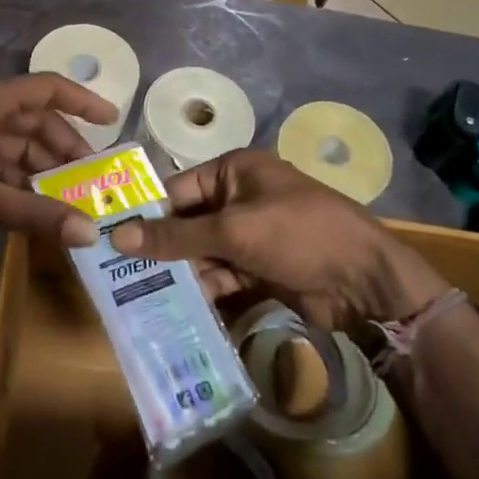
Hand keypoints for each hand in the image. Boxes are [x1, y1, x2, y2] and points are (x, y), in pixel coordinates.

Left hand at [0, 75, 117, 247]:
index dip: (83, 101)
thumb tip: (91, 233)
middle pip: (37, 123)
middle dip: (68, 150)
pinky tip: (41, 210)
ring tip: (77, 200)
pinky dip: (23, 187)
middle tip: (97, 180)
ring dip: (46, 172)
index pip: (48, 90)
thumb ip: (36, 215)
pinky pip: (1, 170)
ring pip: (20, 149)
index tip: (113, 121)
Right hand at [108, 150, 450, 337]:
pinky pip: (221, 275)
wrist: (367, 283)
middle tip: (118, 272)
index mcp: (235, 171)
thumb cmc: (299, 234)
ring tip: (138, 295)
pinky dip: (203, 289)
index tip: (110, 238)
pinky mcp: (260, 267)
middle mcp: (239, 198)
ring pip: (202, 252)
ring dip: (179, 273)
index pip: (178, 189)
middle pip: (188, 222)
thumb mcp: (234, 231)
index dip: (147, 214)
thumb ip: (176, 237)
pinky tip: (175, 308)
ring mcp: (251, 235)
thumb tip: (118, 236)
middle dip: (161, 248)